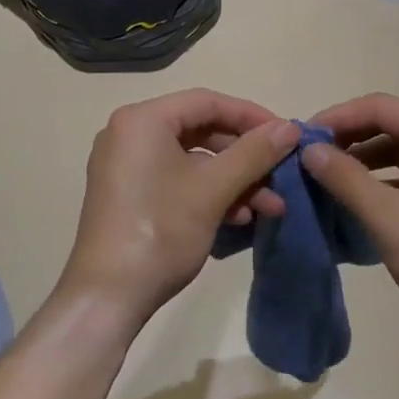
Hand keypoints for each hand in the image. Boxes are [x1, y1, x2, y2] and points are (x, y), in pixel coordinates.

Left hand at [59, 90, 299, 332]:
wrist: (107, 297)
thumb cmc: (161, 231)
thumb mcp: (214, 189)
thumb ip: (255, 153)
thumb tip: (290, 127)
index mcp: (142, 120)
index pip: (207, 101)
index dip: (251, 116)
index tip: (287, 135)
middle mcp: (129, 134)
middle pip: (201, 130)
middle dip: (246, 156)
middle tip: (281, 172)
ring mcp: (126, 166)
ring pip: (193, 160)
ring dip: (234, 180)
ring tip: (271, 207)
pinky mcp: (129, 194)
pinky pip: (177, 180)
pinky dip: (209, 193)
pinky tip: (240, 217)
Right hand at [303, 93, 398, 340]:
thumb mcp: (388, 218)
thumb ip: (346, 179)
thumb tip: (309, 149)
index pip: (379, 107)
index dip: (336, 118)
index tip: (300, 139)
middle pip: (388, 123)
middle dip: (347, 137)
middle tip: (308, 157)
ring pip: (397, 148)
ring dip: (361, 158)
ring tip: (325, 177)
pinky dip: (379, 178)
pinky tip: (356, 198)